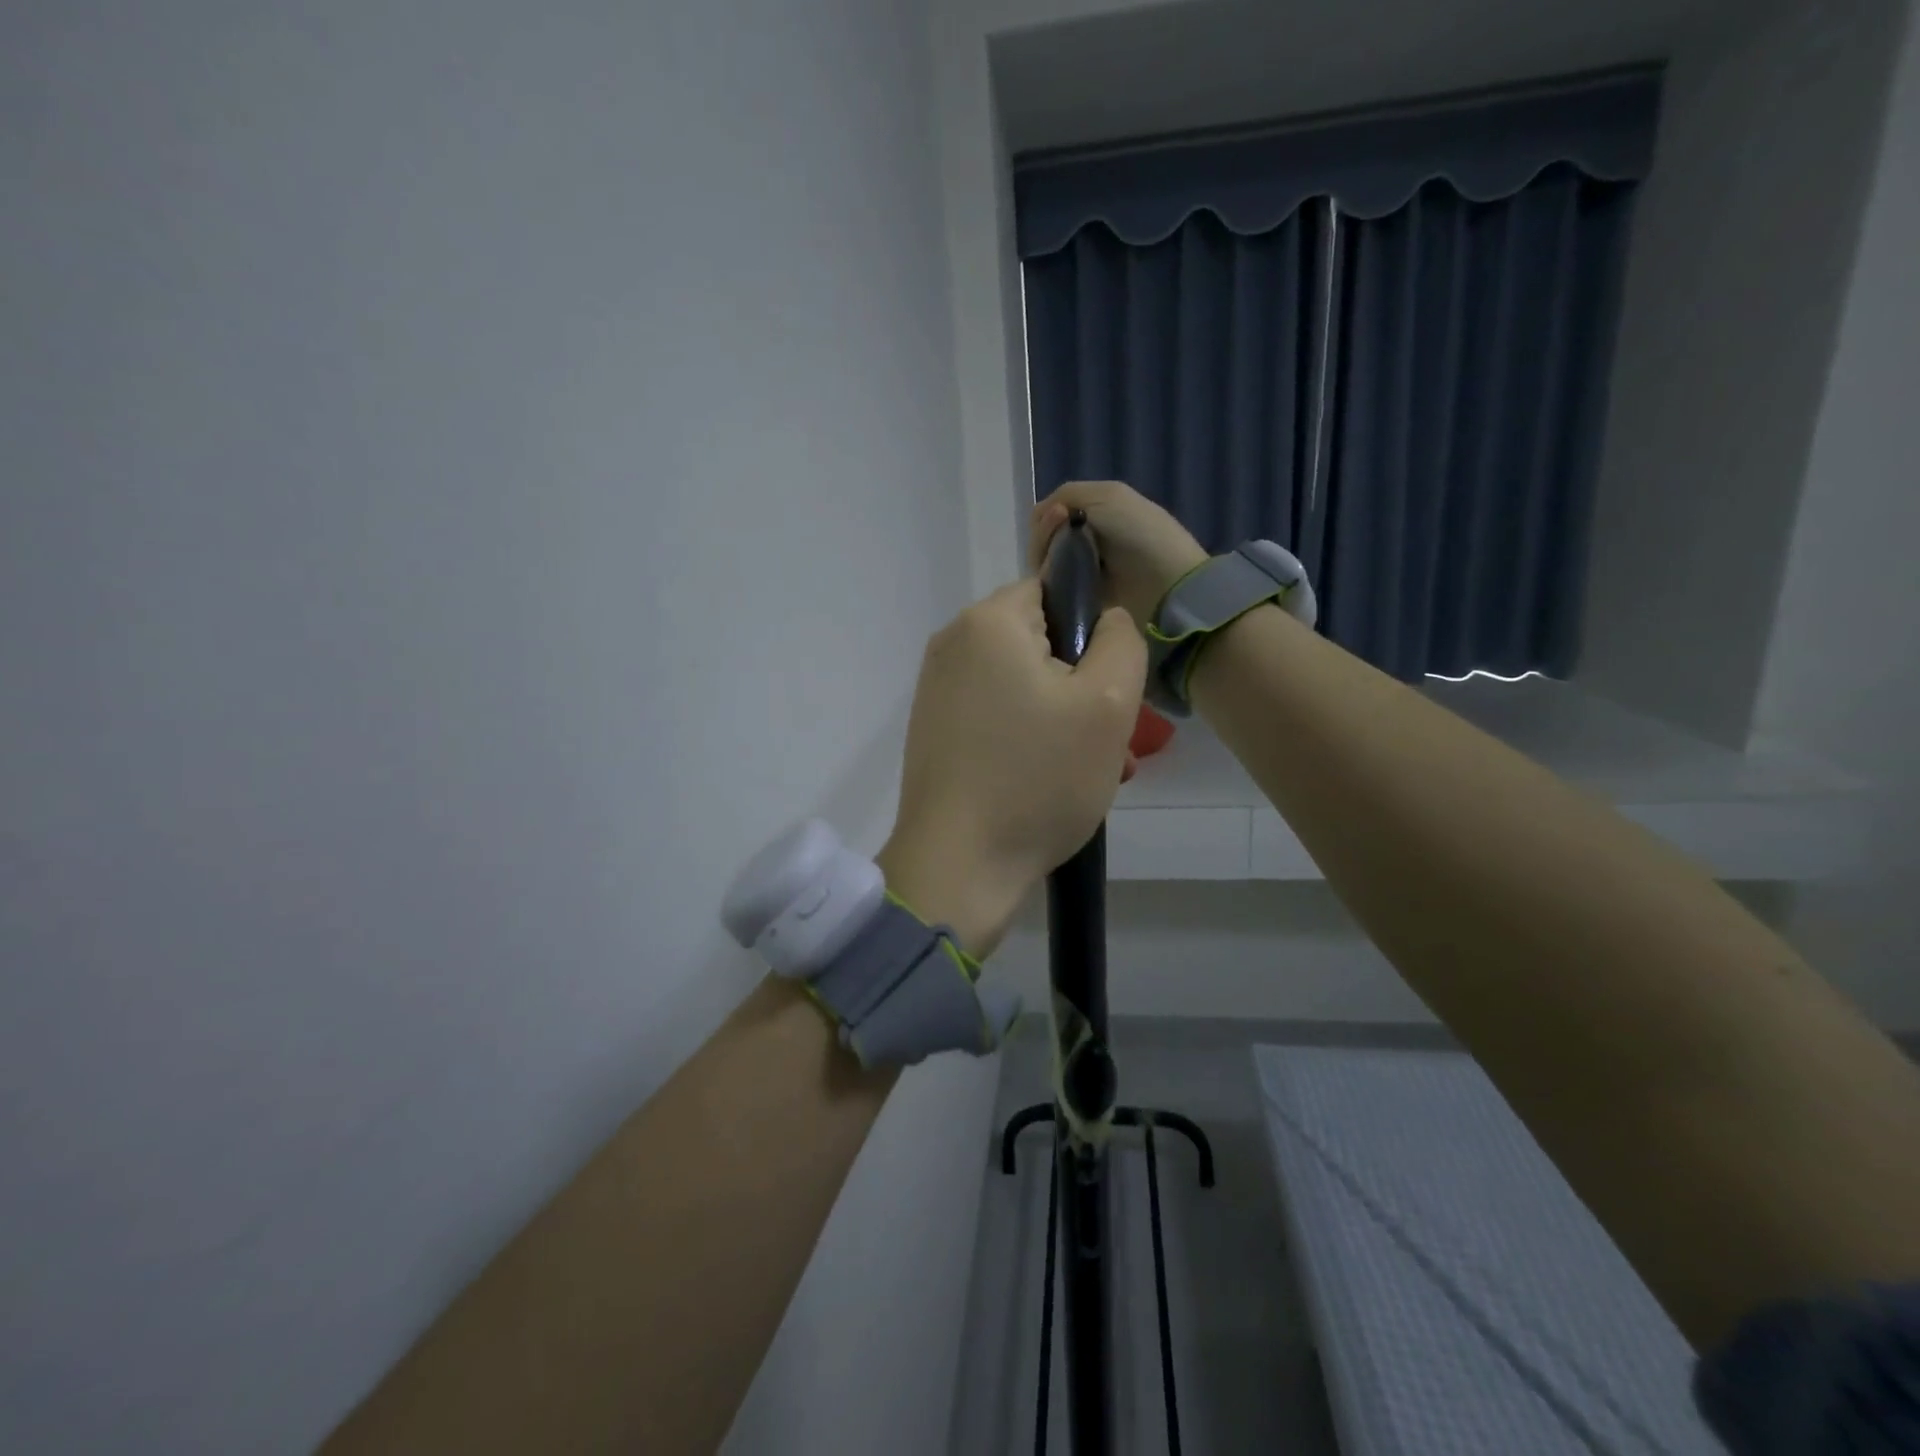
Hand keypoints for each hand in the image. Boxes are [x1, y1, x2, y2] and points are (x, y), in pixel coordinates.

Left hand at [880, 578, 1146, 954]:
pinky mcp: (934, 730)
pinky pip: (996, 715)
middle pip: (1038, 642)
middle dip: (1081, 685)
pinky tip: (1050, 782)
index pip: (1054, 590)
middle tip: (1110, 741)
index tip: (1107, 687)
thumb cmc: (1037, 780)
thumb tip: (1106, 619)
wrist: (958, 866)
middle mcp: (952, 644)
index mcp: (987, 622)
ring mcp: (937, 690)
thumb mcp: (1107, 704)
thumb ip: (1121, 640)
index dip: (1092, 632)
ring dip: (1062, 719)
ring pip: (1021, 684)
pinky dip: (1028, 738)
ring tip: (1091, 771)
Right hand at [1030, 481, 1209, 629]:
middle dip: (1044, 537)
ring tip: (1064, 563)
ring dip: (1046, 558)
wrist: (1166, 581)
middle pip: (1042, 540)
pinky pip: (1050, 588)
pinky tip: (1061, 580)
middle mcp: (1081, 541)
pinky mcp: (1077, 599)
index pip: (1047, 516)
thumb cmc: (1140, 533)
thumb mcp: (1107, 495)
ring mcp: (1078, 572)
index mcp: (1090, 513)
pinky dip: (1050, 582)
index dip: (1045, 517)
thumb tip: (1039, 516)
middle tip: (1061, 542)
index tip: (1058, 518)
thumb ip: (1066, 495)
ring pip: (1042, 564)